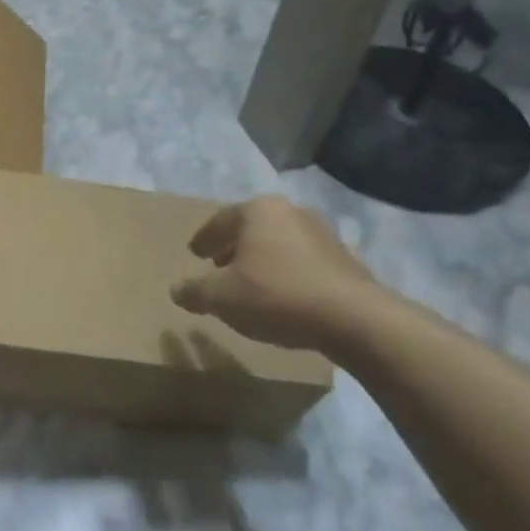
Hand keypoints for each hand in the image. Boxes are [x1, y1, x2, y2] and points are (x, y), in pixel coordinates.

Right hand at [170, 197, 390, 354]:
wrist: (354, 319)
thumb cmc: (276, 296)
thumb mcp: (221, 297)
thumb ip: (194, 291)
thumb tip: (176, 290)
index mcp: (258, 211)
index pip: (220, 220)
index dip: (204, 239)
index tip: (194, 254)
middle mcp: (291, 212)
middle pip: (252, 228)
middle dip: (233, 246)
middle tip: (218, 265)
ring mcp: (323, 233)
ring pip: (279, 243)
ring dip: (261, 259)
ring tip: (250, 283)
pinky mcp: (345, 259)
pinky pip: (303, 261)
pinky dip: (287, 272)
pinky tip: (283, 296)